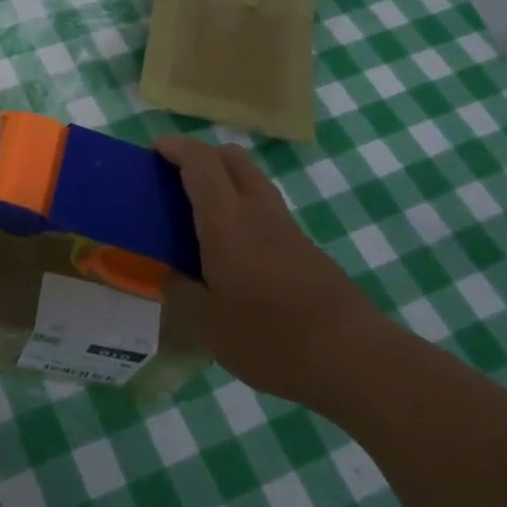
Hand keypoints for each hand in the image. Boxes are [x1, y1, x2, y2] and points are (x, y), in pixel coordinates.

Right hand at [156, 135, 387, 405]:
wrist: (354, 359)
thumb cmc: (271, 337)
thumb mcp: (205, 324)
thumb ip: (180, 291)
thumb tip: (173, 273)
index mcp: (227, 221)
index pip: (200, 161)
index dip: (174, 147)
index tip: (152, 153)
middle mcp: (258, 211)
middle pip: (231, 157)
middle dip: (200, 156)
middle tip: (174, 181)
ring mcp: (286, 227)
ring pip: (252, 180)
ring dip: (224, 181)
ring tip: (200, 216)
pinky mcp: (305, 248)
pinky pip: (266, 209)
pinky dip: (242, 209)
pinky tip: (233, 251)